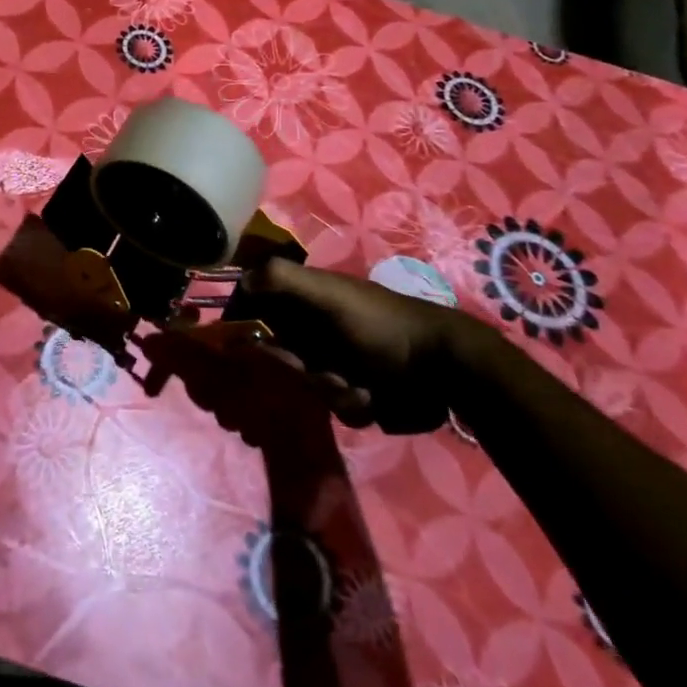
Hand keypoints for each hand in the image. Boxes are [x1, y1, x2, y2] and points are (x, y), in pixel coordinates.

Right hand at [245, 257, 486, 433]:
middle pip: (277, 355)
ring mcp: (335, 360)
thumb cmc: (382, 325)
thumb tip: (239, 281)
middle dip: (297, 370)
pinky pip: (334, 405)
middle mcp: (314, 327)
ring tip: (359, 388)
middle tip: (320, 371)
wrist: (447, 368)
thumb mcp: (330, 295)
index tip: (251, 350)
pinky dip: (351, 404)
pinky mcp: (355, 390)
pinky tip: (372, 398)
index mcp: (303, 298)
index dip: (246, 330)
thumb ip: (282, 280)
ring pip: (305, 385)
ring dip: (329, 390)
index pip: (256, 310)